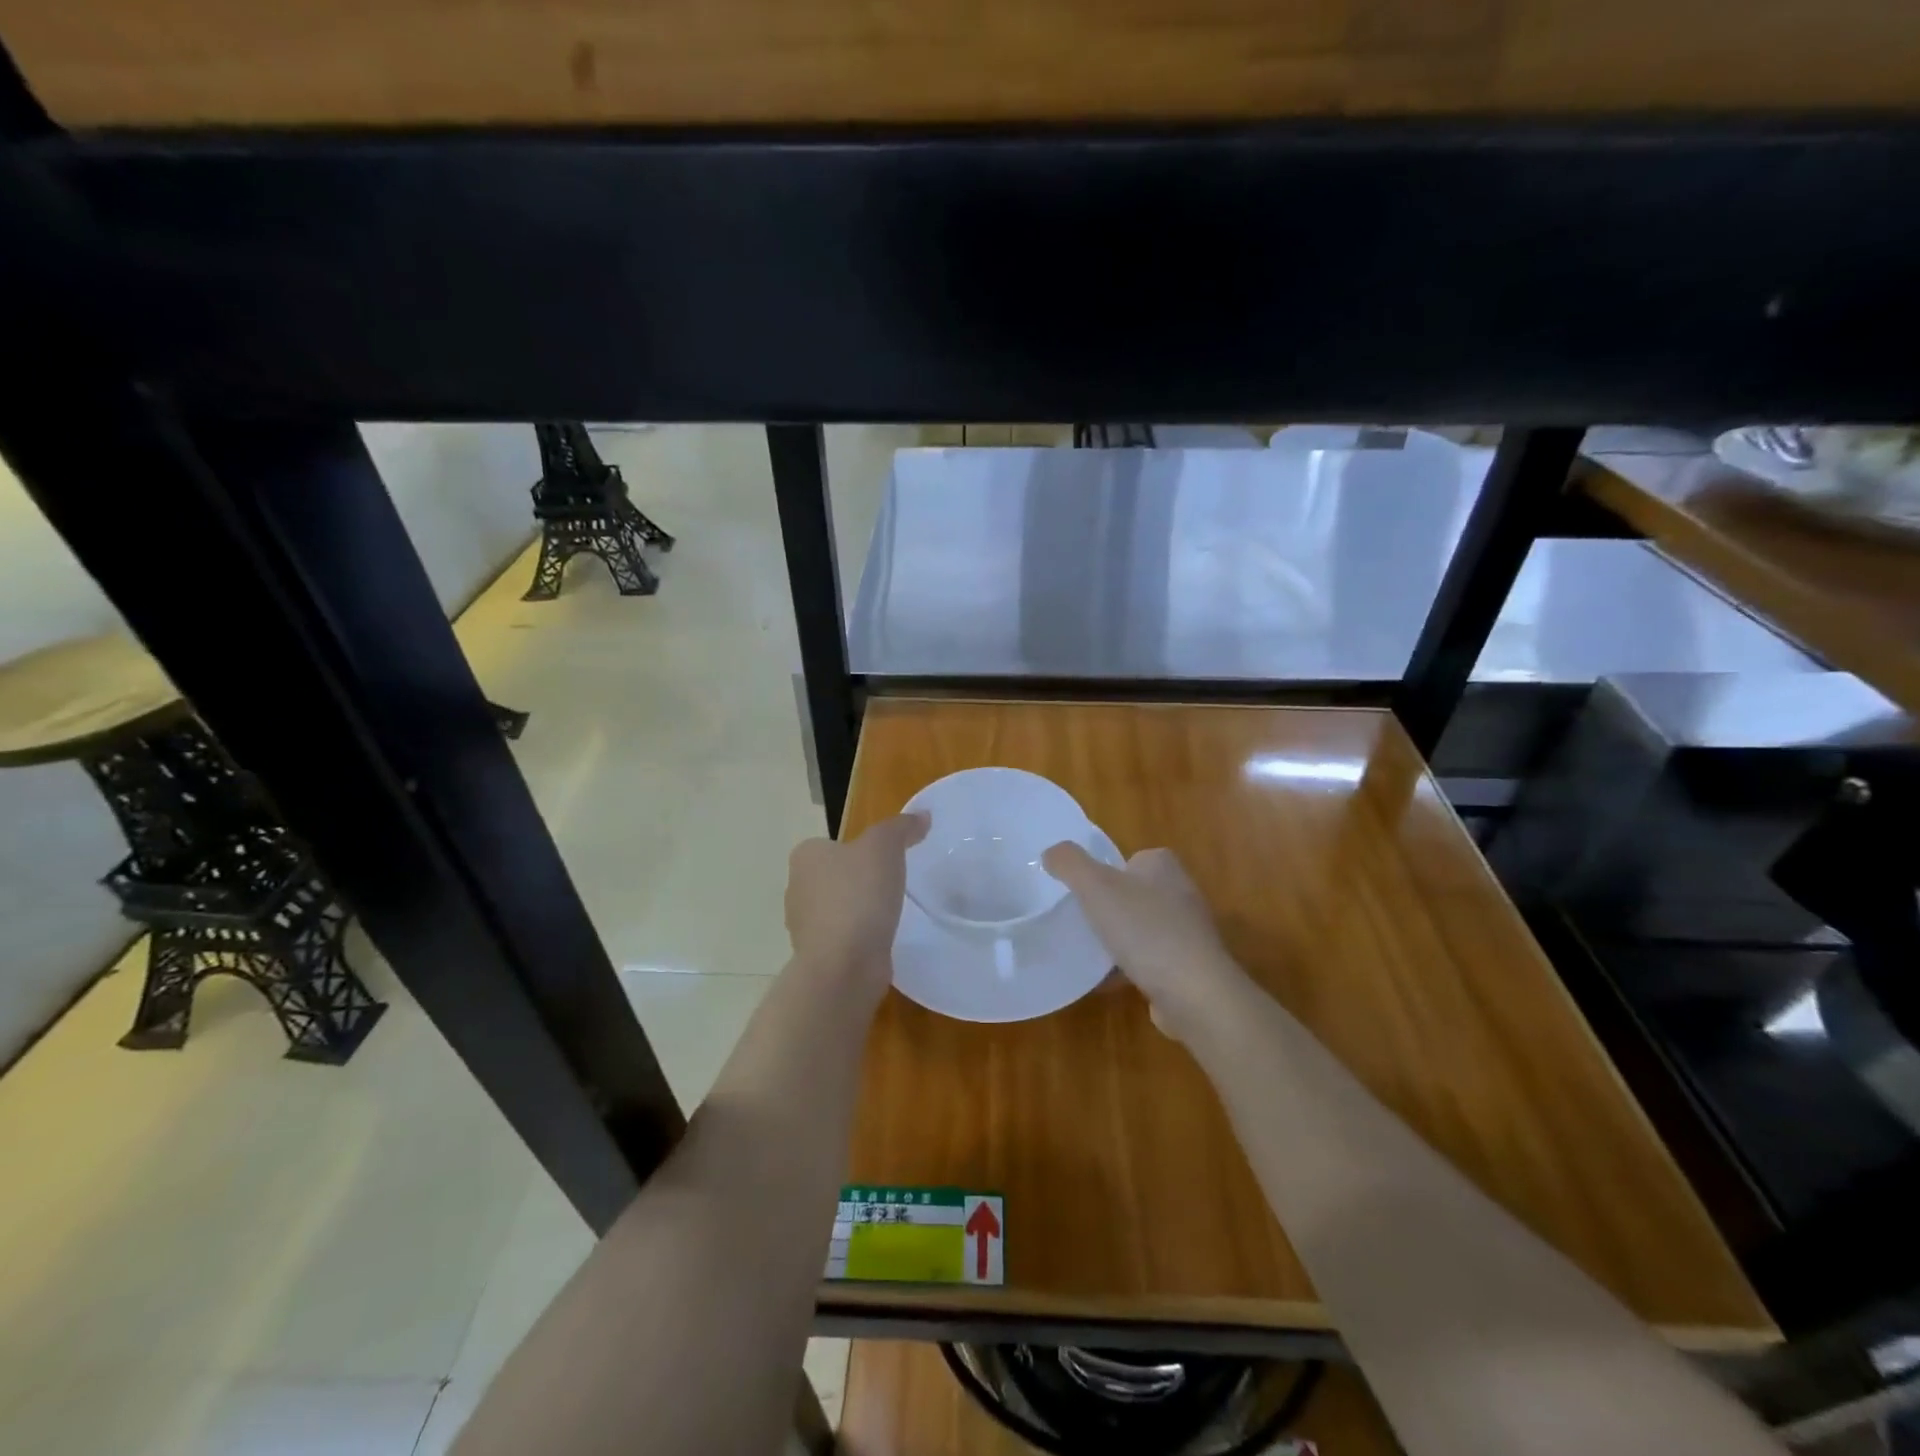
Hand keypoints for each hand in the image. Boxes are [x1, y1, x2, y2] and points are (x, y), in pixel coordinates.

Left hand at [785, 813, 928, 1002]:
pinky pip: (843, 937)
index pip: (833, 844)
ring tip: (889, 914)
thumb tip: (922, 816)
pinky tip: (880, 940)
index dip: (859, 849)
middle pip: (834, 876)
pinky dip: (859, 937)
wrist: (844, 966)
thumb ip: (901, 827)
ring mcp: (804, 925)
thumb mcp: (885, 847)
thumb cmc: (858, 896)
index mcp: (805, 856)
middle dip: (859, 880)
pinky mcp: (818, 955)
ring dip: (858, 911)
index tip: (886, 860)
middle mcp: (796, 888)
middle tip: (892, 885)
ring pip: (837, 908)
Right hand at [1042, 843, 1248, 1042]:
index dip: (1104, 871)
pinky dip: (1127, 968)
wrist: (1194, 992)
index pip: (1129, 858)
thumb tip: (1051, 852)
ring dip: (1117, 940)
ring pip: (1140, 928)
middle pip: (1133, 893)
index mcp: (1163, 866)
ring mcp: (1188, 932)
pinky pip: (1149, 961)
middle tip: (1079, 920)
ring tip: (1087, 952)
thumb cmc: (1145, 930)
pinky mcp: (1188, 967)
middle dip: (1108, 907)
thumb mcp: (1096, 886)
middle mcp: (1181, 892)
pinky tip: (1104, 982)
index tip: (1081, 891)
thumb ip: (1069, 863)